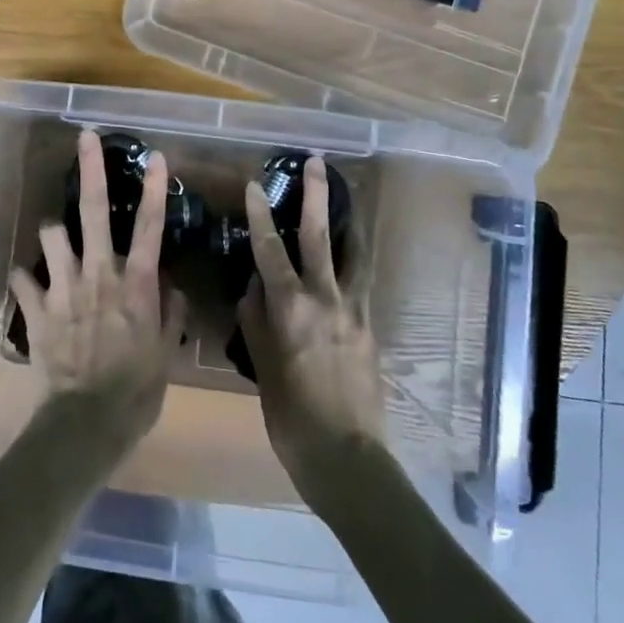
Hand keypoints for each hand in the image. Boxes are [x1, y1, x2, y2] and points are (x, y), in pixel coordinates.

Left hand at [9, 129, 186, 450]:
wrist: (87, 424)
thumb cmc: (137, 390)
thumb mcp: (166, 352)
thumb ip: (171, 313)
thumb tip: (170, 286)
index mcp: (135, 284)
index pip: (149, 227)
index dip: (153, 189)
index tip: (155, 156)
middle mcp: (98, 274)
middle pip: (93, 211)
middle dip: (89, 170)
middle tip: (85, 139)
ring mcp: (63, 289)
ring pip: (51, 236)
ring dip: (54, 234)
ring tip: (58, 241)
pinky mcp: (37, 309)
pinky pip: (23, 279)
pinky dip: (26, 279)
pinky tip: (29, 284)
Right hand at [237, 156, 385, 510]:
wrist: (348, 458)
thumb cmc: (292, 418)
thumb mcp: (262, 369)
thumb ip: (256, 321)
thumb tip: (252, 286)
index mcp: (291, 308)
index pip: (270, 250)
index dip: (260, 215)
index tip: (254, 185)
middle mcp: (325, 299)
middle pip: (319, 237)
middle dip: (315, 197)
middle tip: (316, 163)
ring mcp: (354, 312)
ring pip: (353, 254)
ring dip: (347, 222)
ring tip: (349, 198)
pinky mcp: (371, 328)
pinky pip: (364, 283)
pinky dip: (358, 261)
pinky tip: (354, 256)